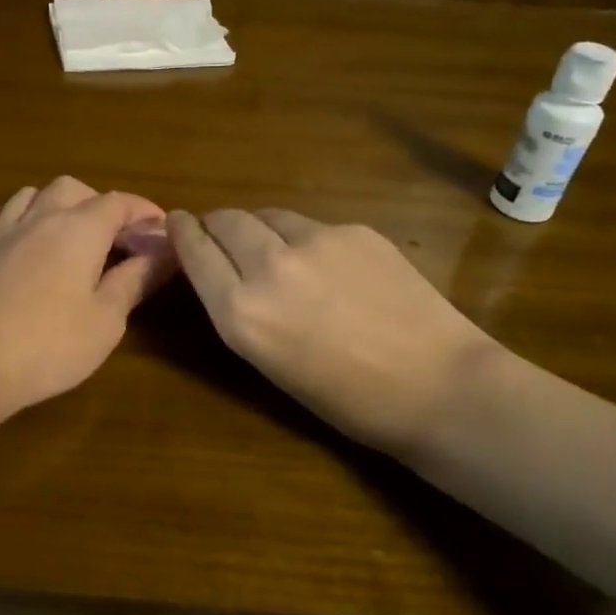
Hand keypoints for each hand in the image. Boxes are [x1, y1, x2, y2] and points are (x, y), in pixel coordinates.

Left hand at [0, 177, 174, 426]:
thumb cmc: (48, 346)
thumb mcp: (106, 321)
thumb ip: (135, 281)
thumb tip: (166, 253)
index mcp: (79, 230)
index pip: (118, 202)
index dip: (143, 211)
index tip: (160, 231)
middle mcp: (38, 218)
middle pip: (71, 188)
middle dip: (98, 203)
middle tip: (114, 238)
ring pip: (28, 194)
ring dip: (53, 204)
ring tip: (67, 234)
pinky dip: (5, 216)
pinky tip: (13, 237)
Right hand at [167, 208, 503, 452]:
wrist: (438, 387)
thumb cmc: (346, 399)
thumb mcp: (268, 361)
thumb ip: (237, 308)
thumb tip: (223, 269)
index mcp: (240, 310)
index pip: (193, 249)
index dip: (181, 232)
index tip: (177, 223)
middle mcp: (268, 265)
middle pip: (225, 219)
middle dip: (217, 225)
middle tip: (223, 237)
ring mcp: (314, 240)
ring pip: (267, 215)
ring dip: (259, 228)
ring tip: (276, 251)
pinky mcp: (354, 229)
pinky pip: (312, 225)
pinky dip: (305, 238)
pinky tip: (330, 267)